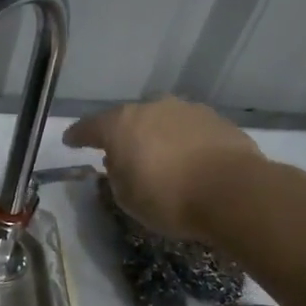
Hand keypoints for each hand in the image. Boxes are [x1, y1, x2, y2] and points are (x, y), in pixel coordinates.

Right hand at [64, 97, 264, 241]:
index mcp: (120, 124)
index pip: (88, 127)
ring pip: (161, 121)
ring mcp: (187, 110)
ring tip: (160, 157)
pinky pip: (189, 130)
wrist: (235, 193)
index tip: (70, 141)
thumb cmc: (169, 198)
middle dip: (123, 134)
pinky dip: (184, 142)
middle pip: (128, 119)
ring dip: (156, 136)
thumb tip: (119, 162)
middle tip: (121, 154)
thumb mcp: (126, 197)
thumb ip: (116, 174)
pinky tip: (189, 160)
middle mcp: (151, 107)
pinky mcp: (218, 121)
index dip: (77, 136)